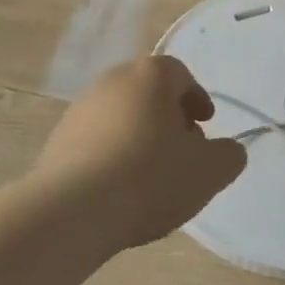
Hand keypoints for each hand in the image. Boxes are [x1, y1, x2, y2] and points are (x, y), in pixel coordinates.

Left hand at [33, 55, 246, 251]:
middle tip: (182, 149)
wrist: (72, 212)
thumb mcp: (210, 170)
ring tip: (151, 176)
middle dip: (168, 117)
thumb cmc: (150, 178)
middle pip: (147, 93)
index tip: (205, 124)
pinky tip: (120, 189)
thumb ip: (229, 155)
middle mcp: (111, 82)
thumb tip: (227, 150)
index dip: (196, 98)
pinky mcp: (56, 142)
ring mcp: (78, 111)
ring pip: (120, 117)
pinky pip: (95, 142)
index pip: (179, 73)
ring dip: (139, 137)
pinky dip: (112, 156)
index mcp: (149, 76)